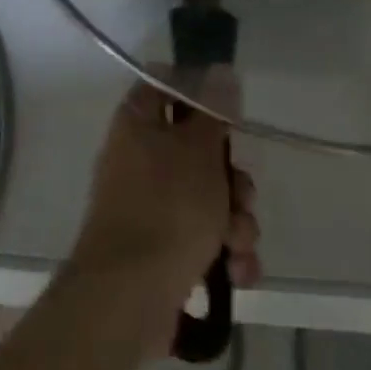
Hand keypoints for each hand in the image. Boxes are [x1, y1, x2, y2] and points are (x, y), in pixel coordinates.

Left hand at [64, 73, 260, 342]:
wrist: (129, 299)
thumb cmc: (167, 209)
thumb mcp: (199, 151)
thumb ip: (214, 112)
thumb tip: (220, 71)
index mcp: (137, 124)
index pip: (164, 87)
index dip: (198, 93)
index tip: (228, 112)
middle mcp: (139, 160)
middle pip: (198, 150)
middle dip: (233, 180)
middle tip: (241, 196)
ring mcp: (149, 207)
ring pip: (209, 199)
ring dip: (235, 222)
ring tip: (237, 244)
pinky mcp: (161, 250)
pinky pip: (203, 239)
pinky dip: (224, 254)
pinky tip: (235, 273)